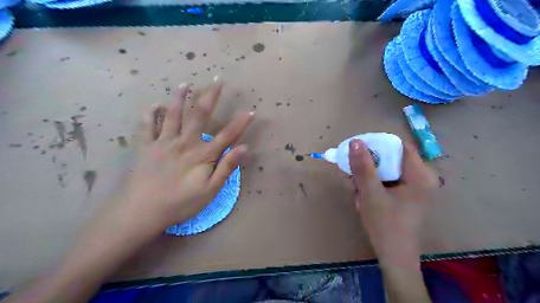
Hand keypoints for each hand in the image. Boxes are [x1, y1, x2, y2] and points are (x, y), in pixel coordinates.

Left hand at [97, 79, 253, 238]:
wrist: (142, 211)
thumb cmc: (181, 203)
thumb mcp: (210, 190)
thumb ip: (226, 167)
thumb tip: (244, 148)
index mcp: (202, 155)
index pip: (226, 135)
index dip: (240, 123)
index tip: (250, 111)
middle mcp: (184, 142)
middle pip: (199, 115)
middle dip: (210, 96)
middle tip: (217, 80)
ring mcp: (163, 142)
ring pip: (172, 114)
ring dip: (179, 98)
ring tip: (184, 83)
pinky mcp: (146, 147)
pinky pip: (147, 126)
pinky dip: (149, 114)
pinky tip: (153, 105)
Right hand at [348, 138, 435, 266]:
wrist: (394, 257)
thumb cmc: (385, 225)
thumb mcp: (371, 194)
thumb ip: (363, 167)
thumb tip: (355, 141)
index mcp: (419, 175)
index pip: (398, 146)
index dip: (376, 144)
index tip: (357, 149)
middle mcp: (420, 177)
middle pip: (390, 158)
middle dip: (369, 165)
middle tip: (352, 175)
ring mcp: (413, 187)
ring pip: (385, 170)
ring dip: (367, 176)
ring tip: (357, 191)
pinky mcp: (405, 195)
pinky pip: (386, 180)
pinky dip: (372, 184)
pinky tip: (363, 197)